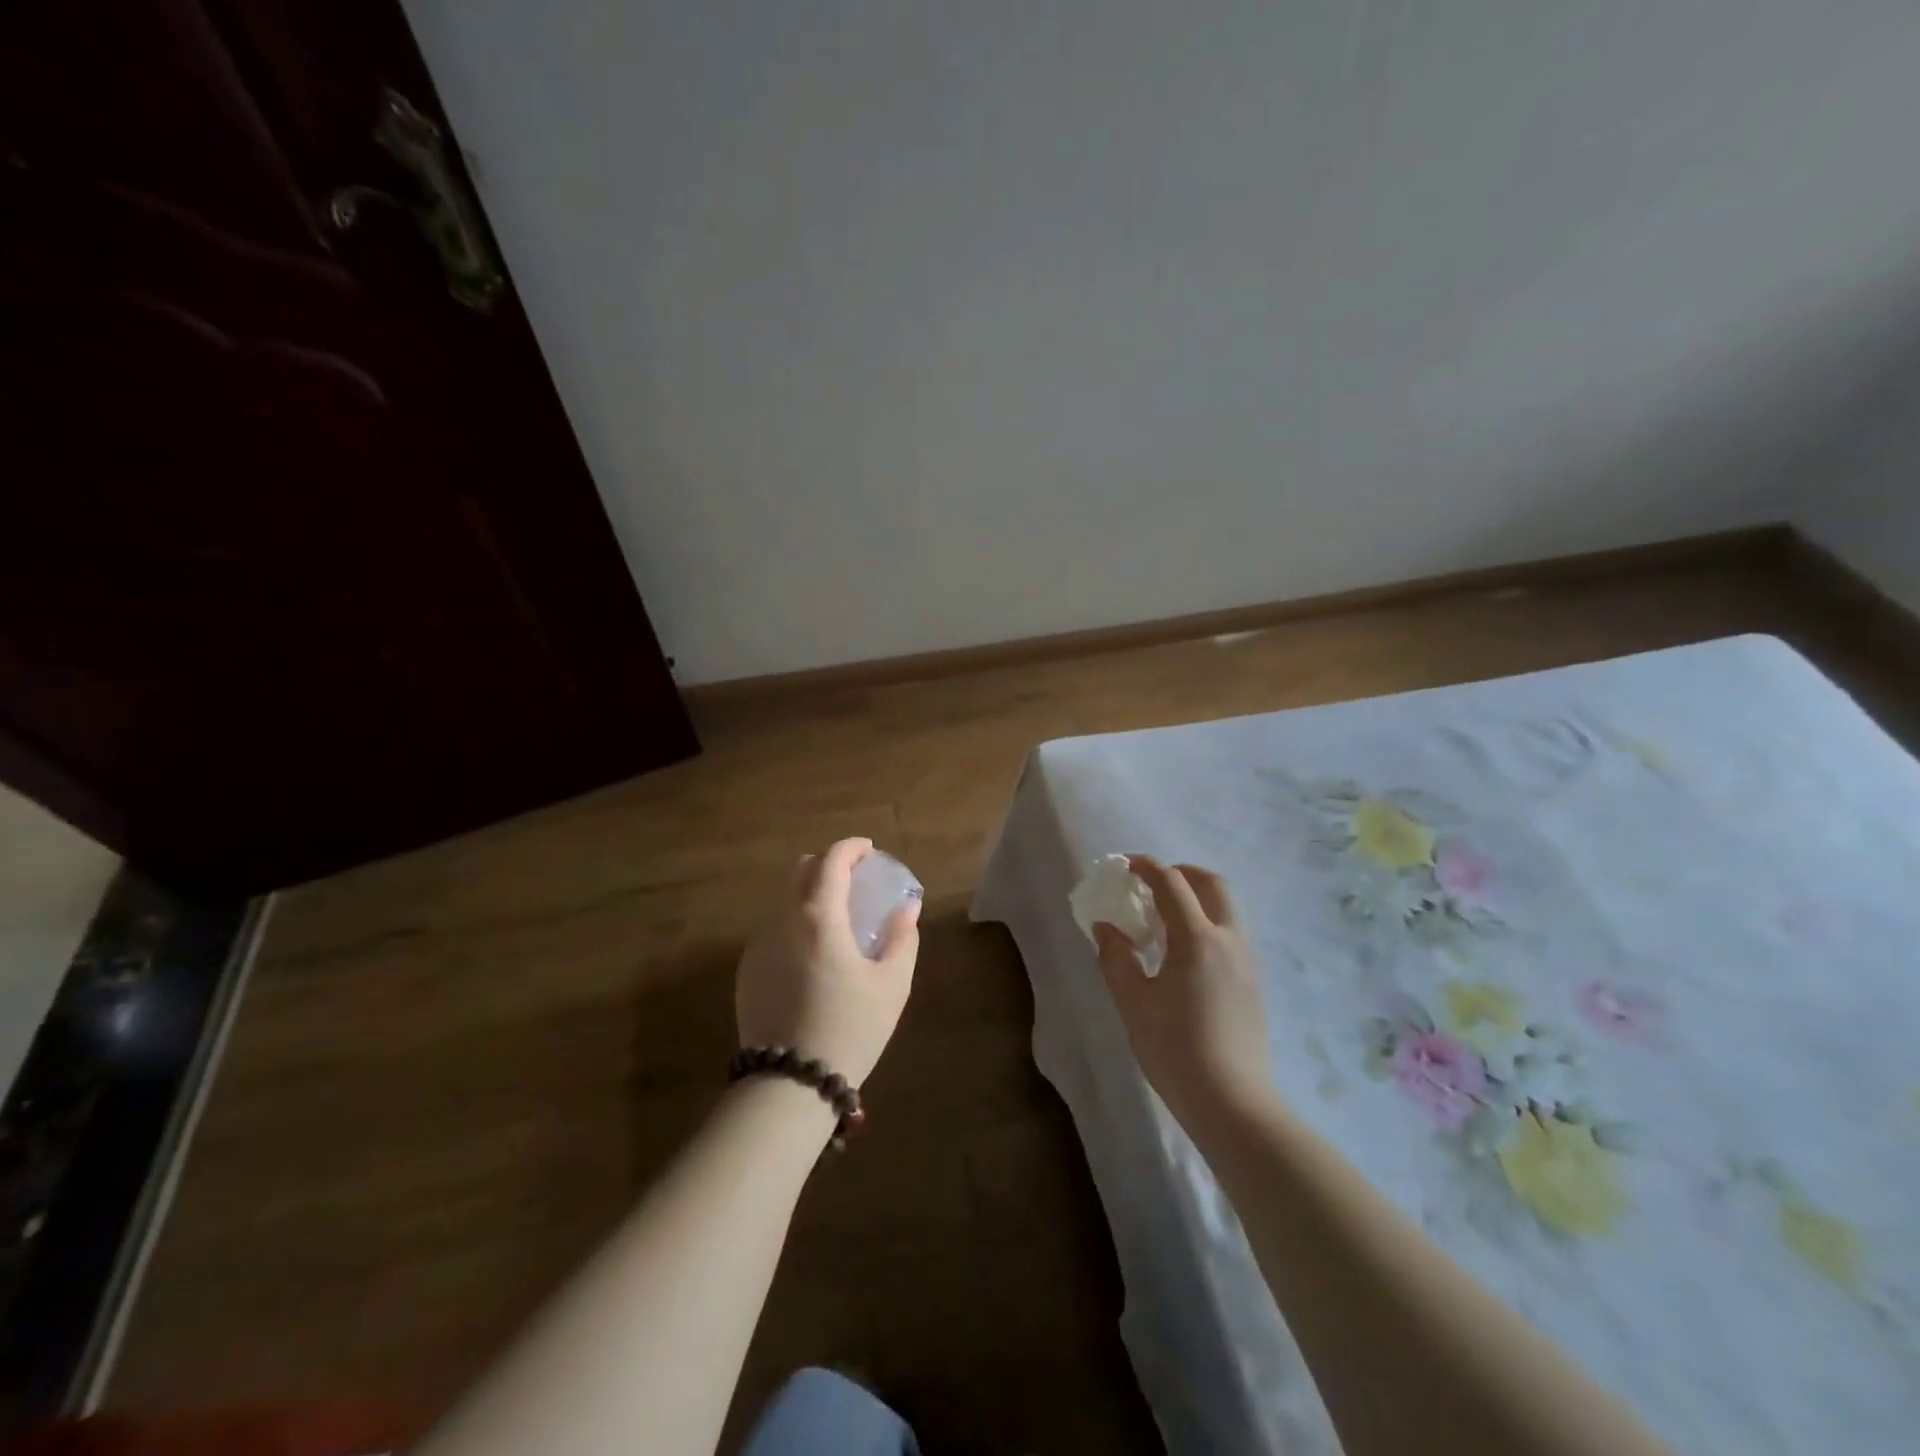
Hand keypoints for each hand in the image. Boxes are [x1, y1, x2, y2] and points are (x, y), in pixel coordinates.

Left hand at [735, 838, 920, 1087]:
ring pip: (785, 901)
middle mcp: (783, 921)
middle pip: (800, 872)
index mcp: (820, 918)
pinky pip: (774, 930)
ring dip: (811, 896)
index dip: (851, 848)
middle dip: (828, 866)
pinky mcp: (747, 971)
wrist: (789, 1085)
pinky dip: (796, 925)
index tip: (868, 850)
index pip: (831, 862)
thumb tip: (907, 907)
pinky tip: (813, 956)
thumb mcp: (892, 985)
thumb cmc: (850, 1029)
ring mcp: (759, 945)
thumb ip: (902, 938)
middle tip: (854, 881)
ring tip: (836, 922)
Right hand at [1094, 857, 1271, 1122]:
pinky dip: (1208, 921)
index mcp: (1198, 939)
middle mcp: (1229, 940)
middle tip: (1152, 883)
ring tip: (1166, 916)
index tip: (1125, 865)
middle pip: (1211, 884)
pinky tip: (1185, 951)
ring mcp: (1247, 961)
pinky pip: (1231, 932)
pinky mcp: (1253, 982)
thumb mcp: (1133, 1003)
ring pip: (1226, 908)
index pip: (1172, 884)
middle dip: (1181, 873)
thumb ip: (1116, 958)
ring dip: (1197, 896)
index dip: (1147, 867)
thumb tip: (1105, 927)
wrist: (1232, 1102)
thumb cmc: (1175, 1049)